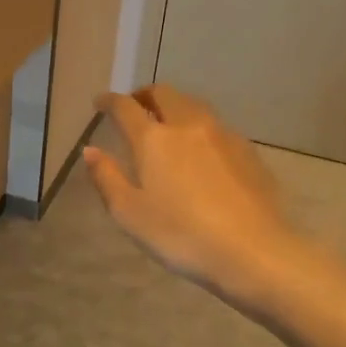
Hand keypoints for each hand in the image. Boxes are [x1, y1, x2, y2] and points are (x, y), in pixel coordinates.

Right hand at [83, 84, 298, 298]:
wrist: (255, 252)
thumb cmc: (182, 234)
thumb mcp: (129, 213)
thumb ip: (106, 177)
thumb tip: (90, 150)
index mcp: (154, 138)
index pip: (125, 107)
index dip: (109, 101)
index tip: (100, 102)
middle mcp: (188, 126)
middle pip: (164, 94)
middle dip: (144, 95)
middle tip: (134, 106)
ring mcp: (223, 135)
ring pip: (193, 106)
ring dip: (174, 107)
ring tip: (167, 125)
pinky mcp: (248, 152)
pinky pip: (216, 127)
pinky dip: (199, 128)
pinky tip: (200, 151)